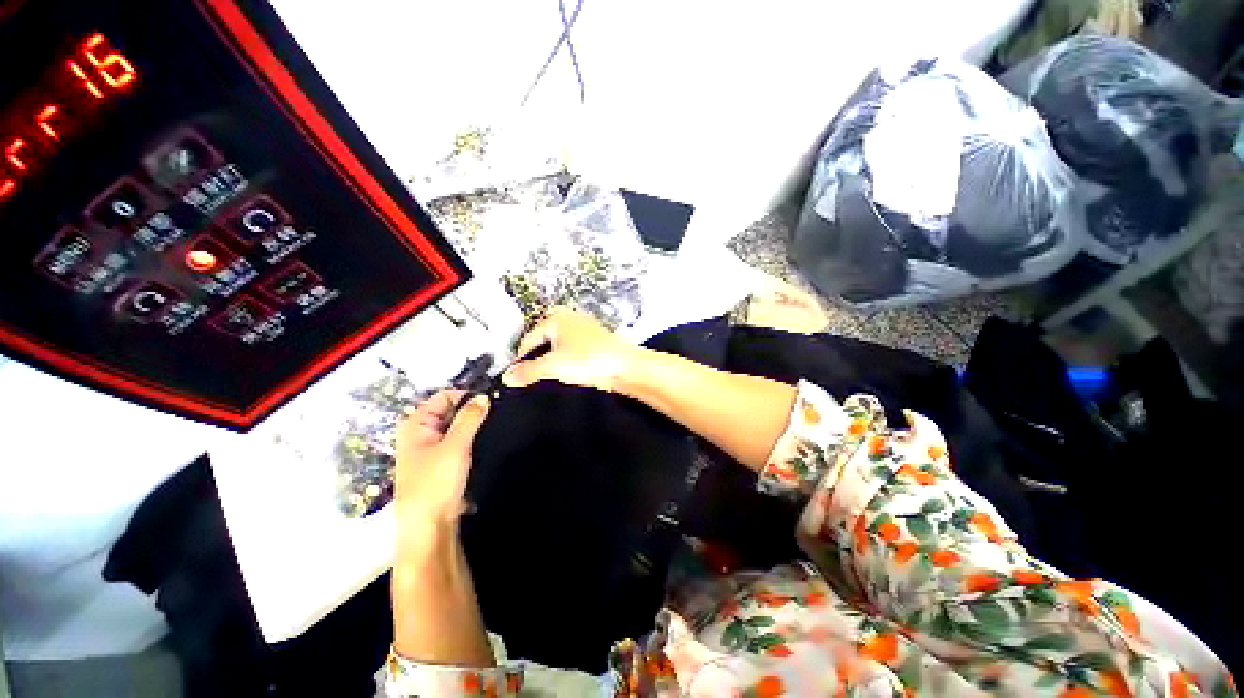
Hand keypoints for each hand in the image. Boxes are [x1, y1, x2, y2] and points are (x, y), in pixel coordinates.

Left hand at [393, 390, 489, 527]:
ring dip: (474, 426)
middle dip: (472, 411)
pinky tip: (487, 440)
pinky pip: (460, 441)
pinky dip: (472, 438)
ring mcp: (432, 447)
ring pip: (458, 426)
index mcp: (416, 423)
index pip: (445, 396)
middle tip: (497, 414)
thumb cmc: (436, 482)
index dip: (467, 396)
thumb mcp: (455, 445)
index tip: (491, 402)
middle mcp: (421, 432)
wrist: (429, 526)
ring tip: (495, 426)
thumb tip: (483, 396)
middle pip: (451, 410)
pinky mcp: (443, 461)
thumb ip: (470, 417)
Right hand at [502, 307, 640, 391]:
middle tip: (529, 360)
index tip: (515, 371)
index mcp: (557, 319)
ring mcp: (586, 327)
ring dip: (553, 346)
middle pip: (546, 327)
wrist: (625, 366)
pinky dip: (567, 350)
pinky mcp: (597, 338)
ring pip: (562, 334)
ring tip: (546, 365)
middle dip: (537, 342)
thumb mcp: (553, 367)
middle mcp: (571, 318)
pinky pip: (575, 342)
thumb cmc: (587, 360)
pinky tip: (568, 364)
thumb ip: (529, 371)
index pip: (530, 335)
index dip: (520, 353)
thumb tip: (506, 377)